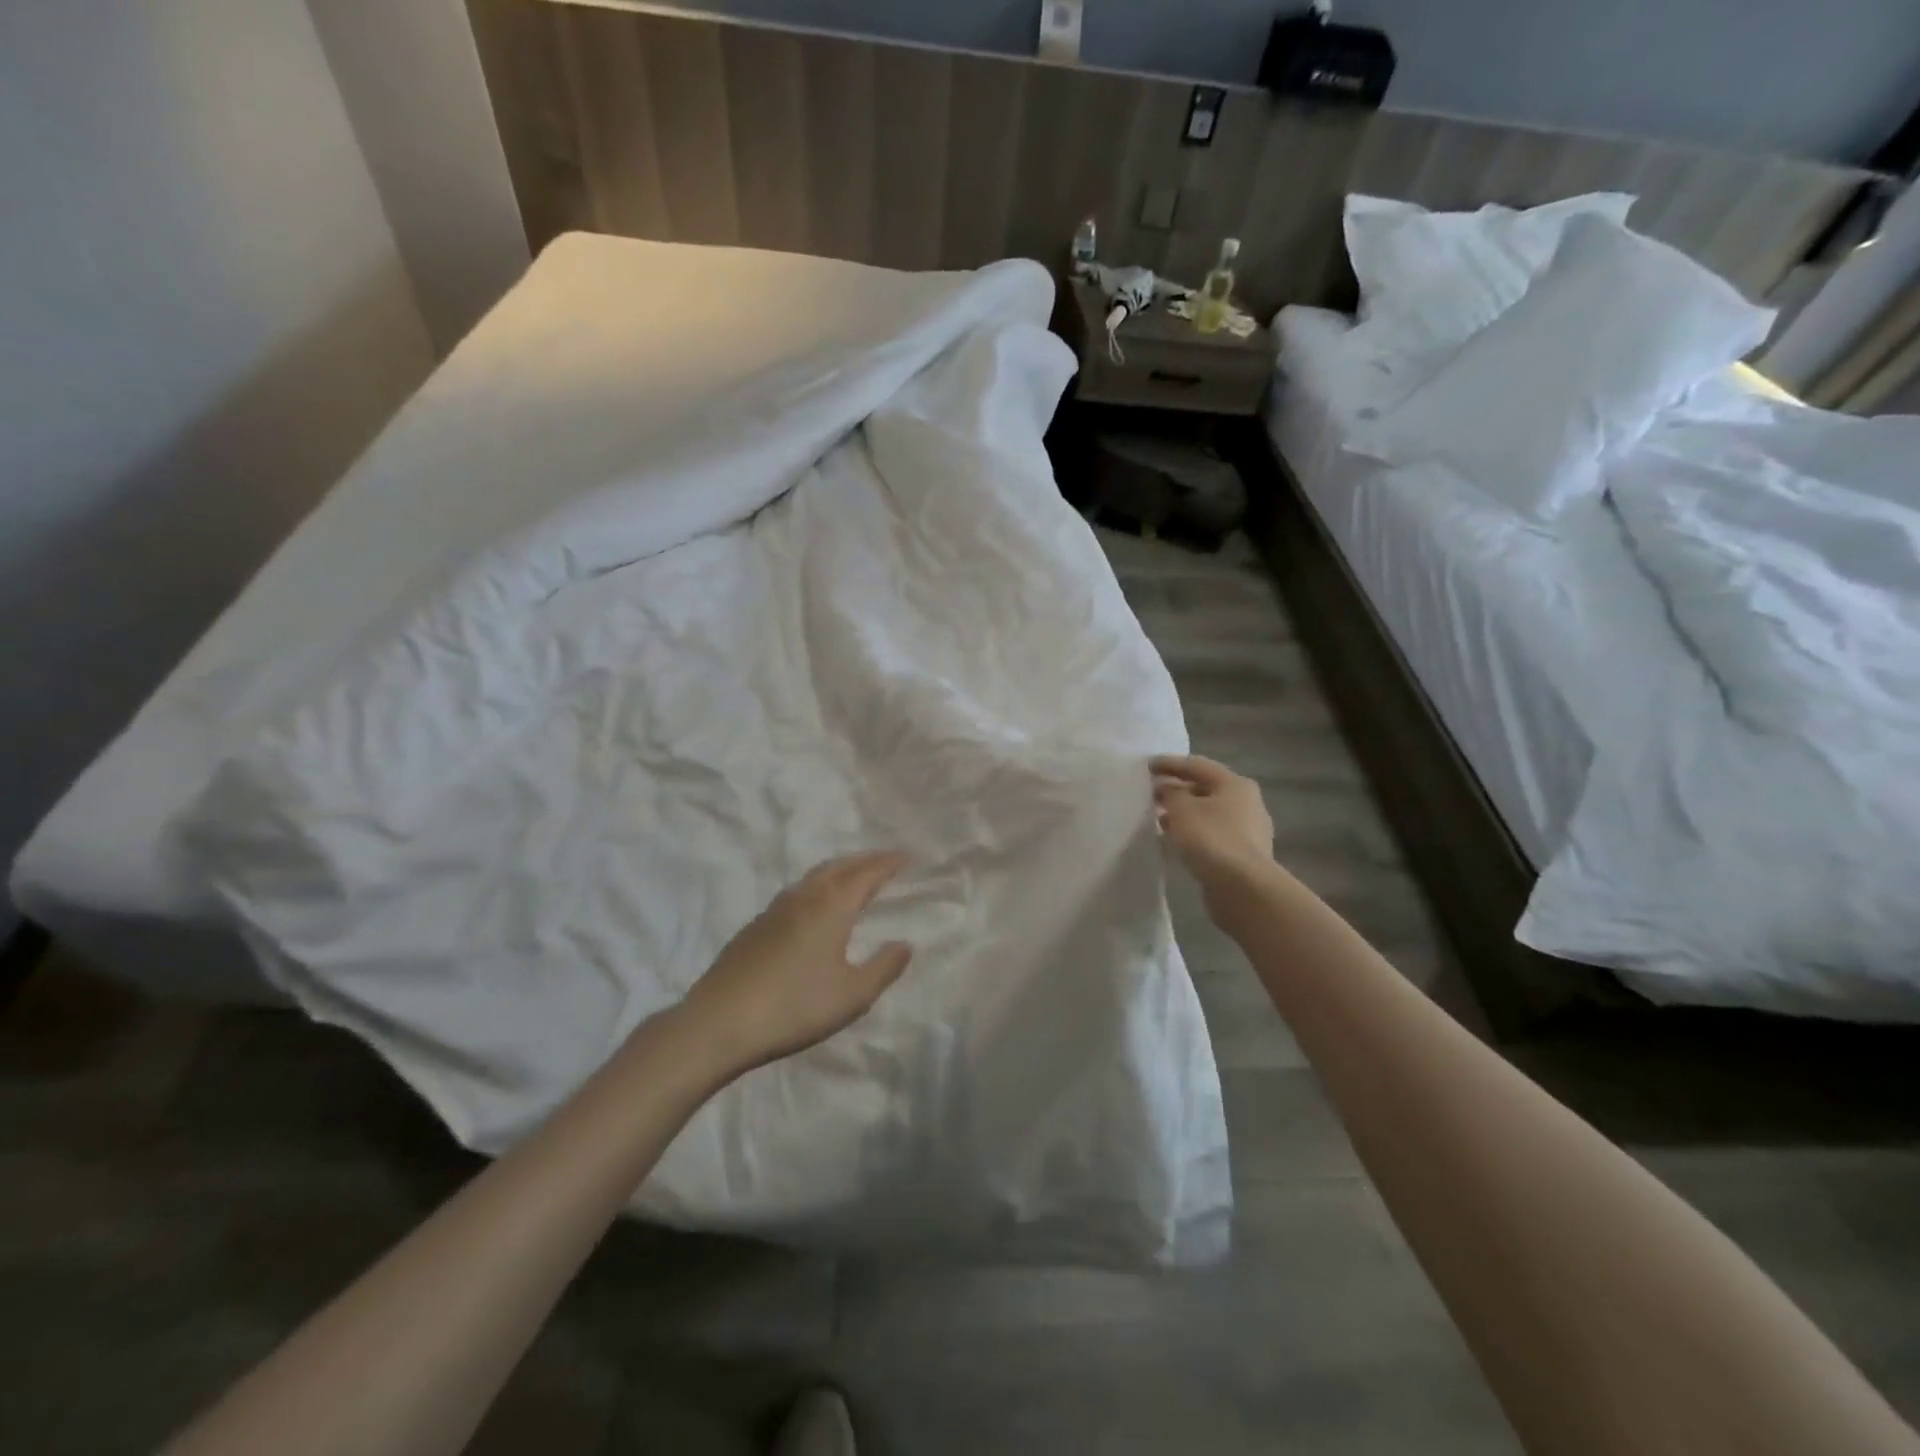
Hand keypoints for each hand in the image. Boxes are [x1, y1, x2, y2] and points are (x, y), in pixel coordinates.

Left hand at [680, 852, 913, 1076]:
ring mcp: (774, 910)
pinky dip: (816, 888)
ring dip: (838, 870)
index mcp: (831, 906)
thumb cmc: (795, 1006)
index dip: (889, 863)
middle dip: (864, 860)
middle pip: (839, 866)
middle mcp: (803, 897)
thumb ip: (883, 967)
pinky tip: (813, 908)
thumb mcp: (852, 995)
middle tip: (885, 860)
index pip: (867, 874)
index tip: (908, 855)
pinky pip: (795, 893)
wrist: (719, 1022)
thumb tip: (905, 944)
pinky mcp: (754, 927)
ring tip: (853, 877)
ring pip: (813, 877)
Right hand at [1152, 755, 1274, 893]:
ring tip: (1159, 819)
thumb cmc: (1212, 839)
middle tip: (1151, 794)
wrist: (1244, 889)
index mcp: (1234, 784)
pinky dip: (1193, 834)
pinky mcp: (1243, 855)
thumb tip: (1166, 788)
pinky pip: (1212, 835)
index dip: (1170, 764)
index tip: (1146, 766)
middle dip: (1178, 790)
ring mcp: (1248, 830)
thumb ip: (1170, 793)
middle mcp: (1246, 802)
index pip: (1197, 765)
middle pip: (1205, 789)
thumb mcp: (1182, 809)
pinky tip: (1176, 842)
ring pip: (1209, 814)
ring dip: (1184, 814)